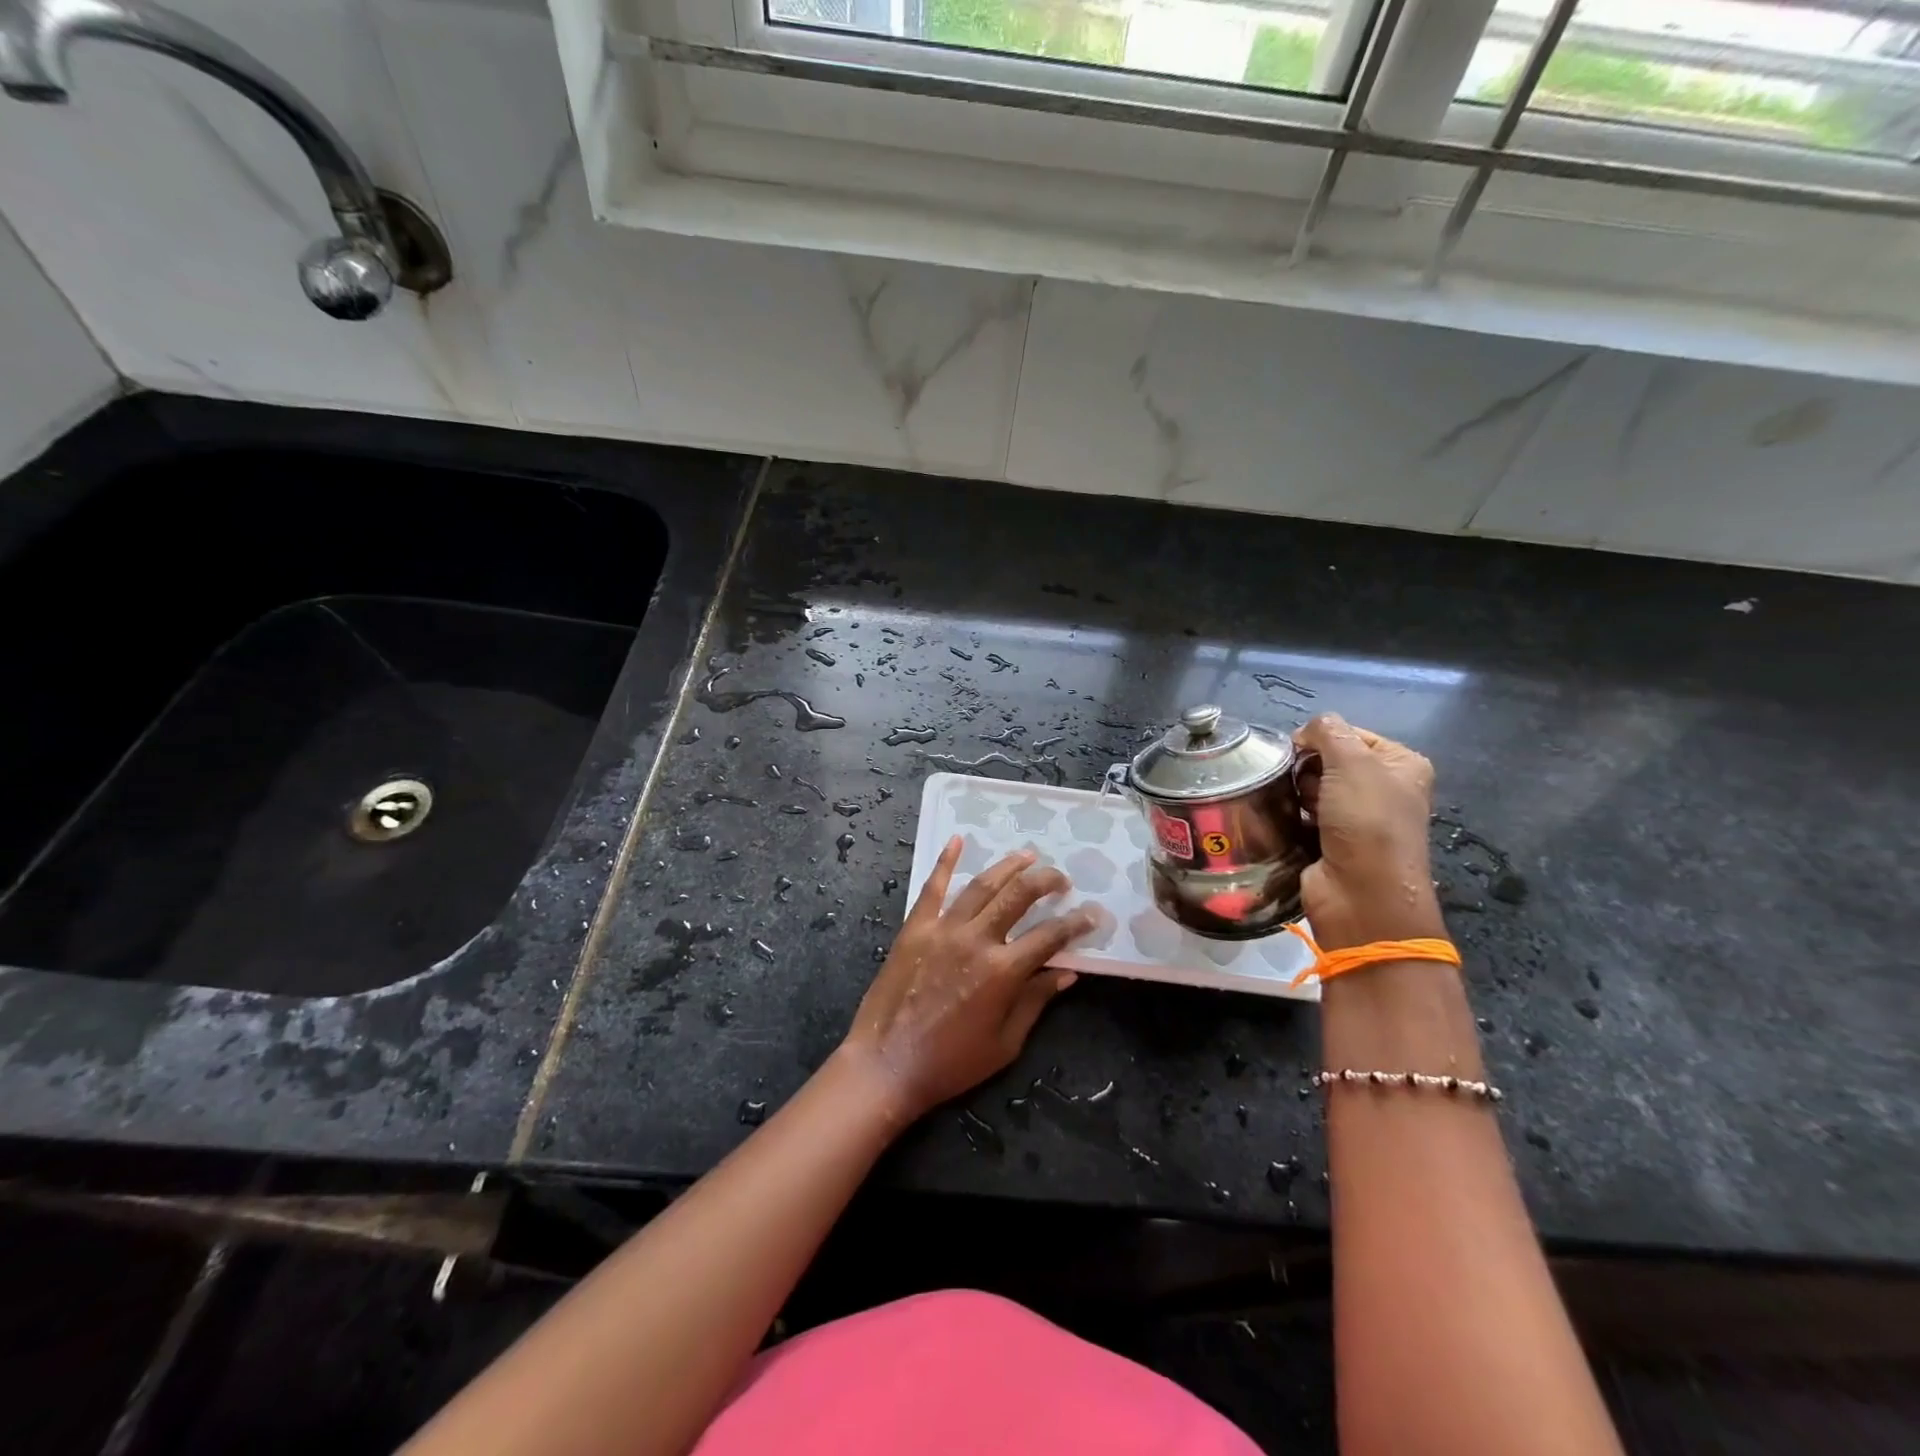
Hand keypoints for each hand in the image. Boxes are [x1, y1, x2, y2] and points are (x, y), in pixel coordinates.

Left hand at [839, 841, 1092, 1124]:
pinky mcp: (915, 928)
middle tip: (1062, 877)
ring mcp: (942, 929)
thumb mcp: (1004, 1043)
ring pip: (981, 885)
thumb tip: (1067, 973)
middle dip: (1046, 881)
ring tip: (1027, 856)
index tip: (1092, 914)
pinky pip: (932, 887)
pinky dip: (945, 862)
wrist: (886, 1065)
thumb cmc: (950, 1063)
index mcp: (1003, 971)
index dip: (1076, 923)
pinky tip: (957, 841)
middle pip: (1018, 896)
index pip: (1050, 936)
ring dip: (1007, 867)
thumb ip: (1035, 1002)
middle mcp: (976, 940)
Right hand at [1293, 714, 1443, 950]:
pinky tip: (1288, 820)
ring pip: (1311, 786)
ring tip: (1297, 806)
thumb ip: (1327, 731)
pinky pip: (1302, 813)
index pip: (1350, 733)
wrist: (1361, 894)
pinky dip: (1292, 814)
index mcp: (1401, 764)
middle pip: (1328, 759)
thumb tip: (1303, 732)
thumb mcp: (1352, 761)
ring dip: (1297, 792)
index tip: (1303, 752)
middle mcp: (1383, 789)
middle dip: (1307, 767)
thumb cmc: (1367, 822)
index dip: (1322, 738)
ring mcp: (1357, 818)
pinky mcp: (1331, 840)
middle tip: (1306, 786)